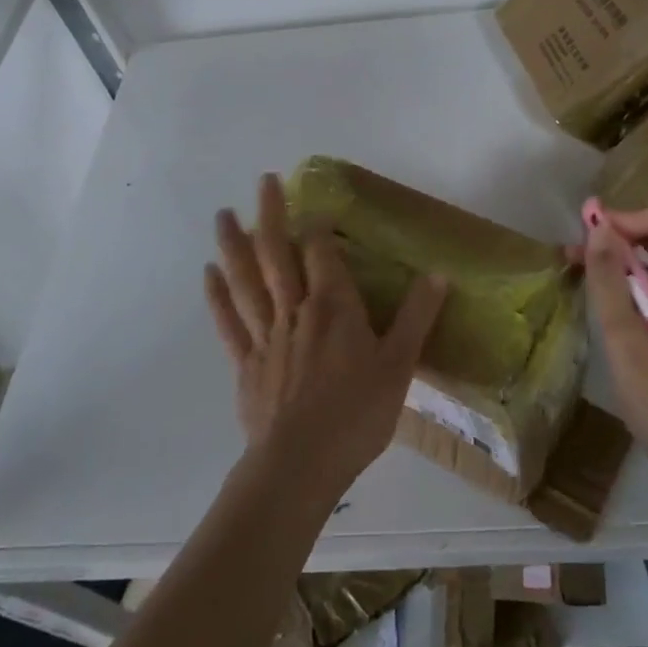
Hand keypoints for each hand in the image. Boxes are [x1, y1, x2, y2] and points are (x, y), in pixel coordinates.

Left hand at [205, 173, 447, 502]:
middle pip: (278, 254)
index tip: (313, 206)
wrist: (300, 466)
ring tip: (223, 214)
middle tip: (263, 180)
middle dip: (271, 215)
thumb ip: (417, 317)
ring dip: (235, 245)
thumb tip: (438, 274)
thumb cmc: (356, 415)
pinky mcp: (246, 363)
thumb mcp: (400, 366)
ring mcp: (265, 336)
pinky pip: (229, 322)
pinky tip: (209, 273)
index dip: (317, 227)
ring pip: (247, 281)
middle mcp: (295, 311)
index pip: (322, 254)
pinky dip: (218, 296)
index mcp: (333, 307)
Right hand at [582, 201, 647, 509]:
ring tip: (585, 279)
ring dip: (626, 258)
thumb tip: (598, 227)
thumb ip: (610, 285)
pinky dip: (639, 281)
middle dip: (622, 233)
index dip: (630, 216)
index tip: (592, 241)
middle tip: (578, 257)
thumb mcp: (628, 347)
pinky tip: (614, 311)